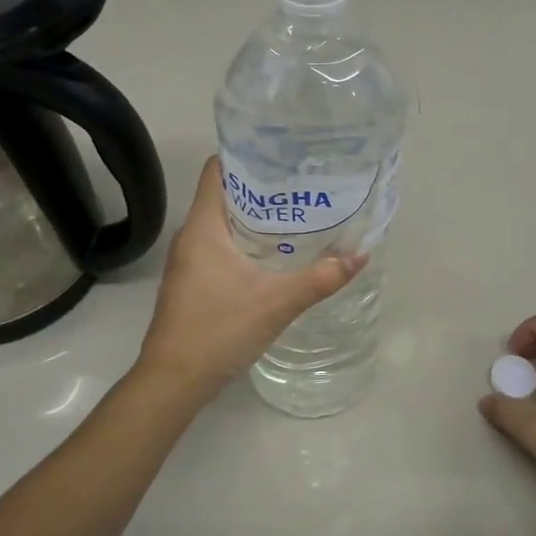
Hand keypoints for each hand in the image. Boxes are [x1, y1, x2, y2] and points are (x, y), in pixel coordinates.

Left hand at [137, 158, 365, 398]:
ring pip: (224, 222)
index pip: (218, 170)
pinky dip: (246, 241)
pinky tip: (276, 253)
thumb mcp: (278, 303)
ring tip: (297, 213)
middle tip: (304, 184)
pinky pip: (221, 245)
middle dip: (263, 187)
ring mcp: (189, 260)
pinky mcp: (192, 280)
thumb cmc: (219, 330)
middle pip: (225, 194)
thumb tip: (360, 256)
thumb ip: (321, 278)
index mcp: (203, 227)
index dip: (247, 155)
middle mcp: (191, 236)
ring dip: (256, 217)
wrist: (174, 380)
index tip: (283, 155)